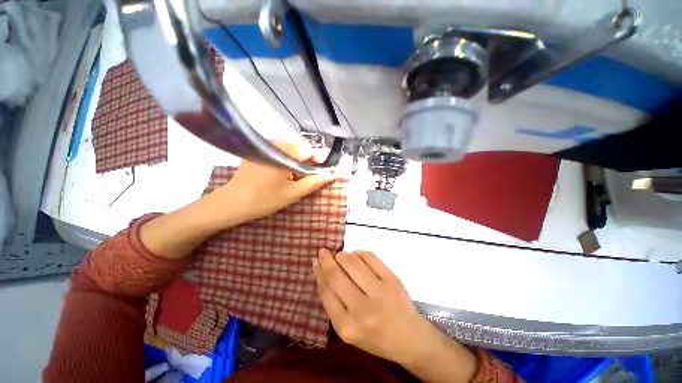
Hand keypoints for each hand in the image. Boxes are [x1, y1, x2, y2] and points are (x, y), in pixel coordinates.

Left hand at [205, 140, 337, 228]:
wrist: (231, 203)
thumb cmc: (264, 200)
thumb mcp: (293, 193)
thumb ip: (314, 182)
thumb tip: (332, 175)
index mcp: (283, 153)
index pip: (309, 149)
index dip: (317, 161)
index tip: (319, 173)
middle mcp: (274, 143)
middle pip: (300, 147)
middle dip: (307, 162)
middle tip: (307, 178)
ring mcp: (264, 145)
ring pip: (290, 149)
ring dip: (297, 161)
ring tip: (294, 177)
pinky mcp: (259, 150)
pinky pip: (280, 151)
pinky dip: (286, 160)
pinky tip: (282, 173)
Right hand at [312, 249, 428, 362]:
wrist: (409, 338)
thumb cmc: (374, 337)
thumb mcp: (348, 328)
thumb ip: (333, 302)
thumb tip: (322, 271)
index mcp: (347, 327)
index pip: (326, 291)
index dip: (319, 272)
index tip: (315, 260)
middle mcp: (362, 310)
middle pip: (336, 275)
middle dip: (327, 259)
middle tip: (323, 252)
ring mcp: (379, 292)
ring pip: (352, 262)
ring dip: (342, 255)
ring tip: (340, 256)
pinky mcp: (392, 280)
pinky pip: (369, 257)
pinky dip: (359, 253)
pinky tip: (357, 256)